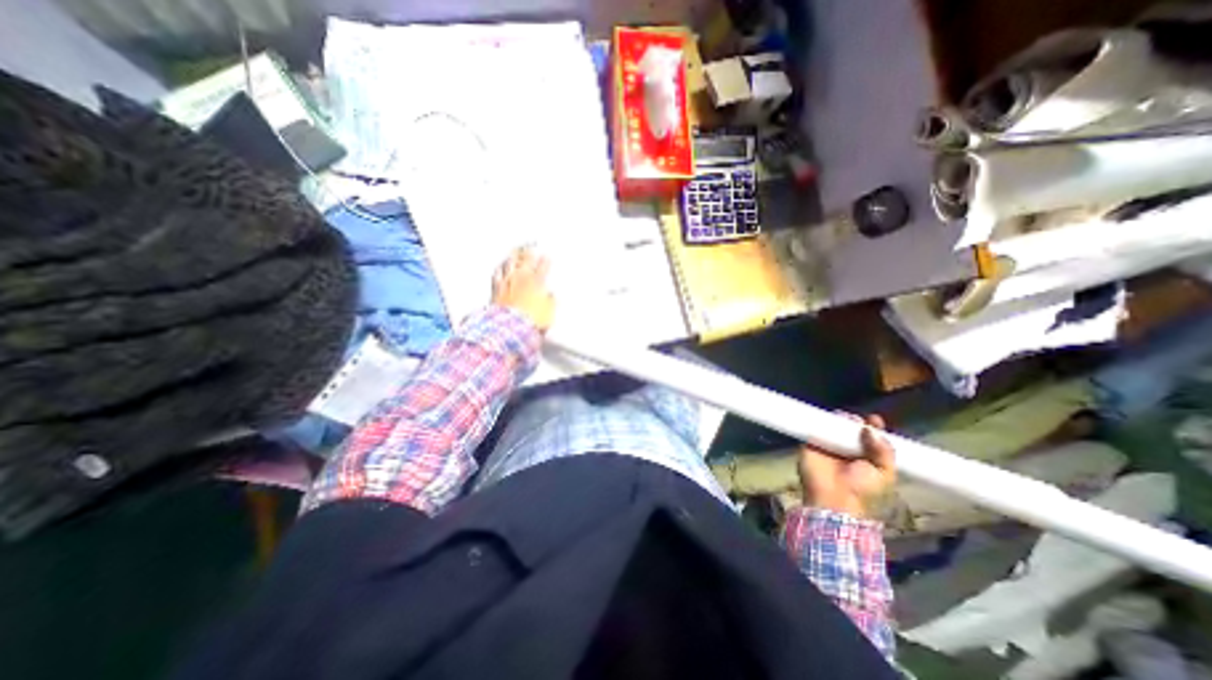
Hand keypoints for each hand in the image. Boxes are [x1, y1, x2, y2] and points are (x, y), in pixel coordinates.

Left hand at [488, 249, 554, 333]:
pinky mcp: (496, 288)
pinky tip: (501, 265)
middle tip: (531, 246)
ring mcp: (508, 281)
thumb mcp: (548, 313)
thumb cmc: (532, 320)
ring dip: (514, 255)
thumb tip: (551, 295)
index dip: (545, 261)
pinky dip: (500, 267)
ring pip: (510, 263)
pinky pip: (497, 273)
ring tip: (516, 251)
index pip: (543, 268)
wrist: (510, 327)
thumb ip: (550, 301)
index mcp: (537, 283)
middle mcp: (522, 279)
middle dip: (529, 252)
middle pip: (526, 260)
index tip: (547, 257)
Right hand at [803, 412, 891, 518]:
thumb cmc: (862, 490)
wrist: (834, 499)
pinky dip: (819, 421)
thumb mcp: (884, 473)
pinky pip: (814, 428)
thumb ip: (884, 450)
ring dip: (838, 419)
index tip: (874, 419)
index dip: (873, 427)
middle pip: (850, 428)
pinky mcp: (811, 443)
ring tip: (843, 417)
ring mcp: (828, 445)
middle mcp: (847, 449)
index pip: (870, 437)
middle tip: (856, 420)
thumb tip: (870, 428)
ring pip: (833, 426)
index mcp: (867, 456)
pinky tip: (826, 419)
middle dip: (854, 421)